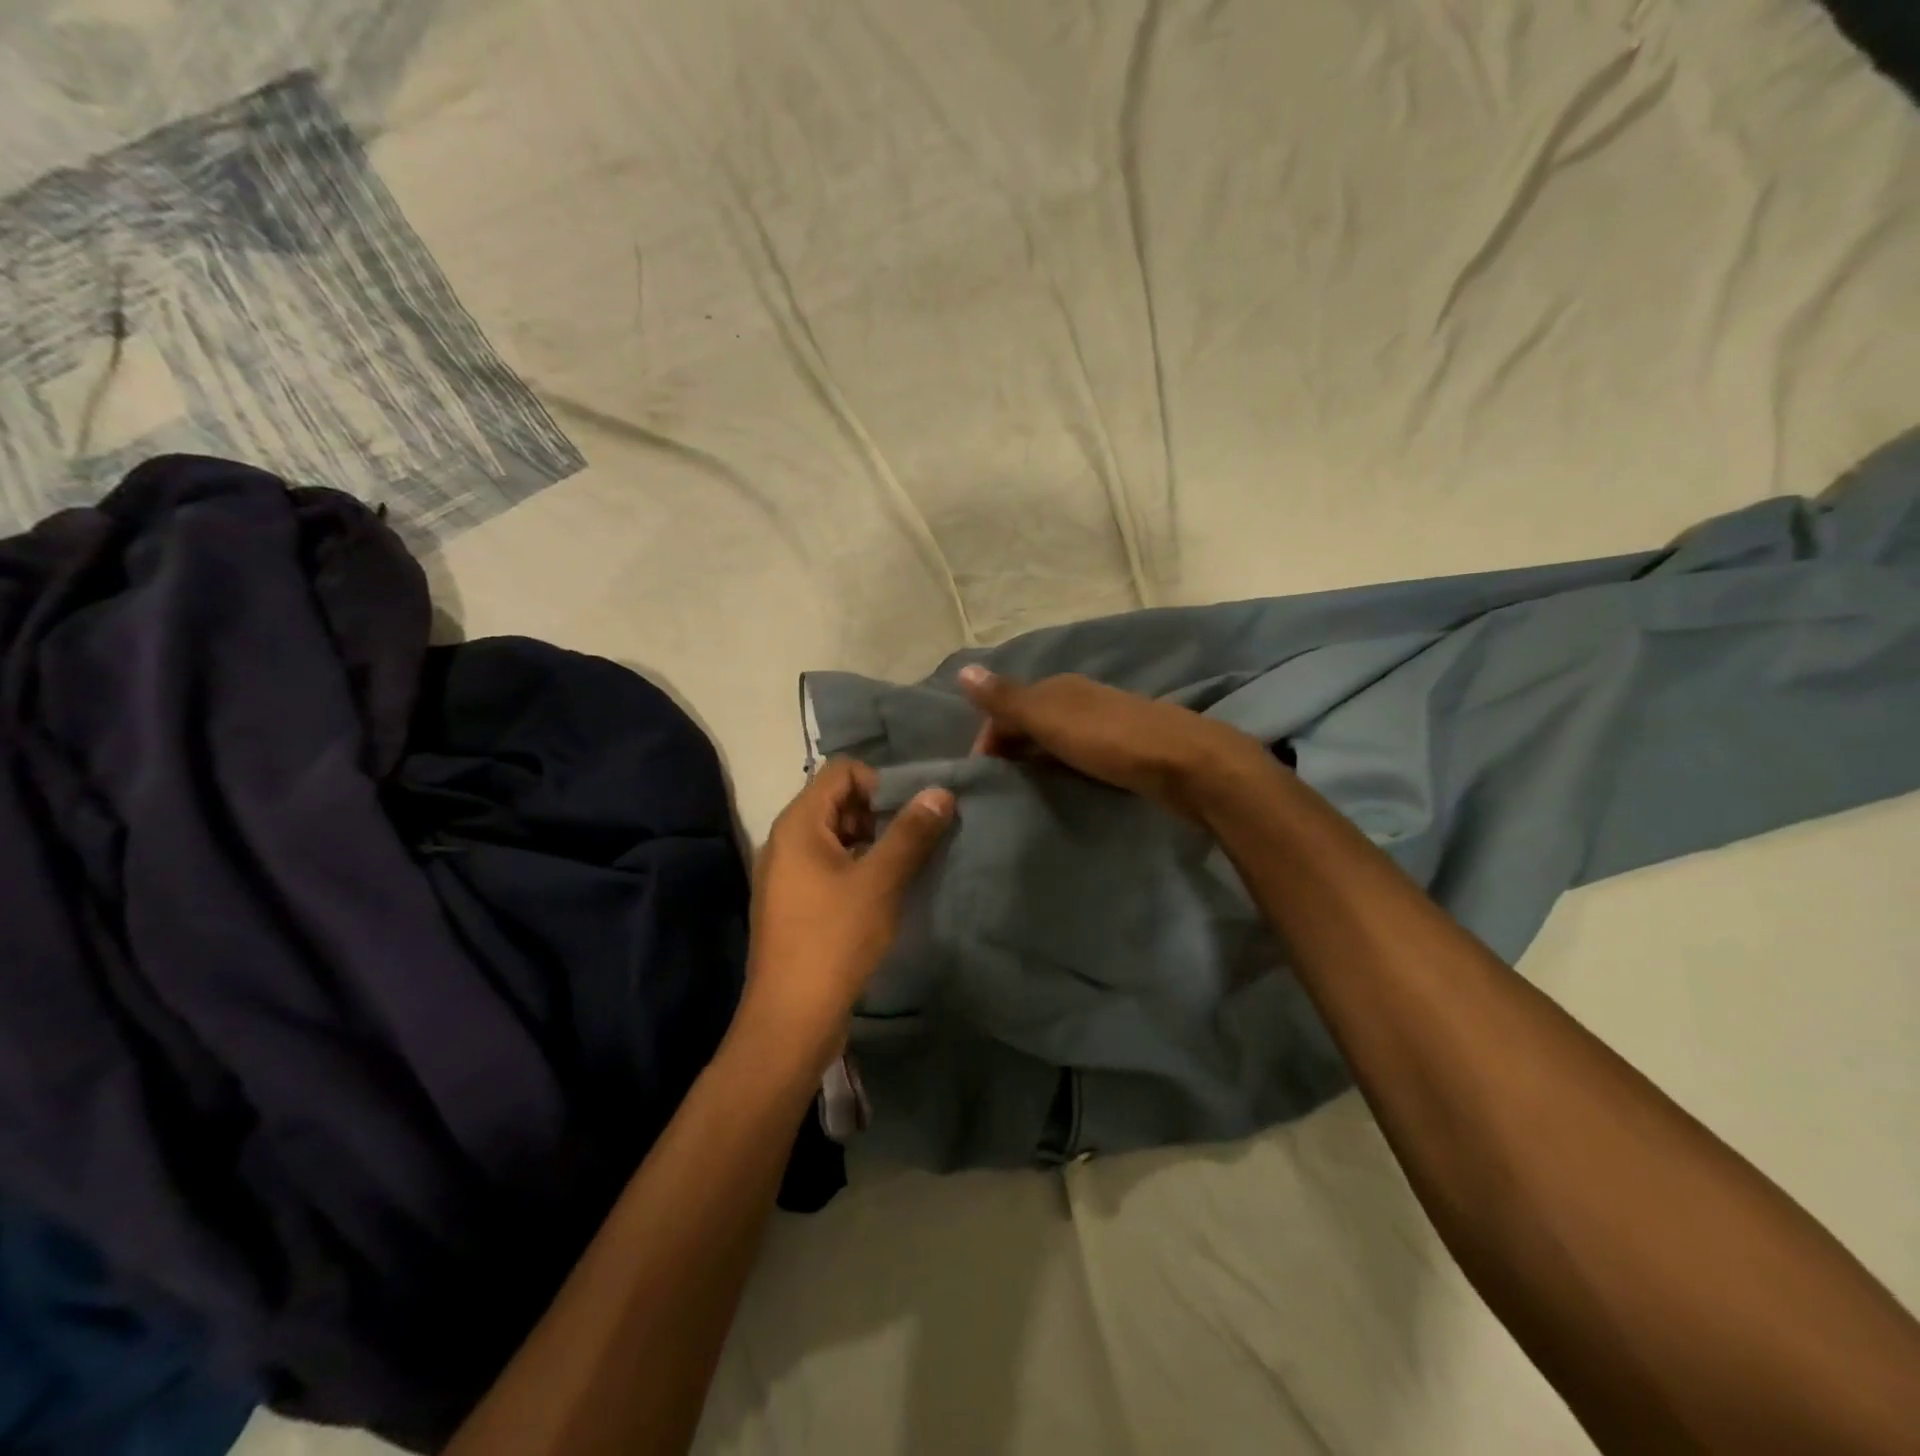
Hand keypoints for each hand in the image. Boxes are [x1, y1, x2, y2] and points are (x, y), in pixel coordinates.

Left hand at [741, 760, 953, 1063]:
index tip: (911, 813)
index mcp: (798, 824)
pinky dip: (858, 866)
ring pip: (836, 835)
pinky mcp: (794, 902)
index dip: (881, 781)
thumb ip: (911, 832)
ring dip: (873, 841)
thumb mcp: (880, 881)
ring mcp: (787, 873)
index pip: (842, 770)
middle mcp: (786, 840)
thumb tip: (940, 791)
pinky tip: (884, 892)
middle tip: (913, 841)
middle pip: (837, 800)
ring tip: (905, 867)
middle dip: (879, 813)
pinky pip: (829, 865)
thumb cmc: (834, 939)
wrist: (791, 1018)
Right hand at [960, 666, 1270, 819]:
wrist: (1188, 764)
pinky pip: (1076, 756)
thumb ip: (1007, 699)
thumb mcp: (1051, 718)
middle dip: (1009, 750)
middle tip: (998, 789)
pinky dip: (1060, 769)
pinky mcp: (1122, 750)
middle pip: (1029, 722)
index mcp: (1058, 688)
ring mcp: (1103, 724)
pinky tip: (1059, 789)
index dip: (988, 737)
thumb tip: (963, 671)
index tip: (982, 776)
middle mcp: (1078, 699)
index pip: (1006, 707)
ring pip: (1053, 740)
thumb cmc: (1112, 740)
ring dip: (1034, 762)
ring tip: (1022, 795)